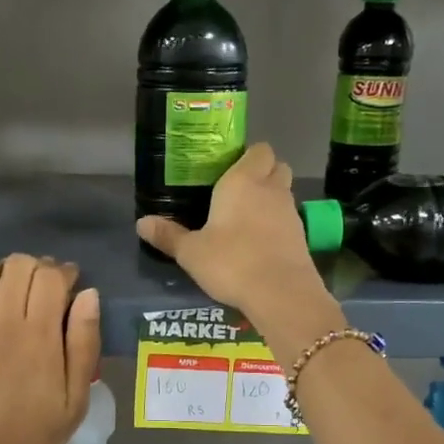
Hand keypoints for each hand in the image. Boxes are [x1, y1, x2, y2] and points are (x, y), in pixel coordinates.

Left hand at [0, 255, 100, 443]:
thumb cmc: (33, 439)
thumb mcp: (75, 400)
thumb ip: (84, 343)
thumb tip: (88, 294)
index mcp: (38, 337)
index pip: (49, 276)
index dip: (62, 272)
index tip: (68, 284)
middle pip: (17, 266)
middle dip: (35, 269)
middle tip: (40, 291)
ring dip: (0, 274)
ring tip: (7, 295)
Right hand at [136, 143, 339, 351]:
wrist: (281, 294)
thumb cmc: (231, 262)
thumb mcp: (191, 252)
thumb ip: (168, 235)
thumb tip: (141, 223)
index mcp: (242, 181)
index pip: (258, 149)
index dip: (247, 155)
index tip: (228, 169)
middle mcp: (271, 189)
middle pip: (276, 166)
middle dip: (262, 172)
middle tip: (237, 190)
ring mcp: (290, 212)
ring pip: (284, 192)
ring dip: (270, 198)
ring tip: (246, 218)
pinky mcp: (302, 236)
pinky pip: (288, 218)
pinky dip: (277, 223)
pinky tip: (259, 242)